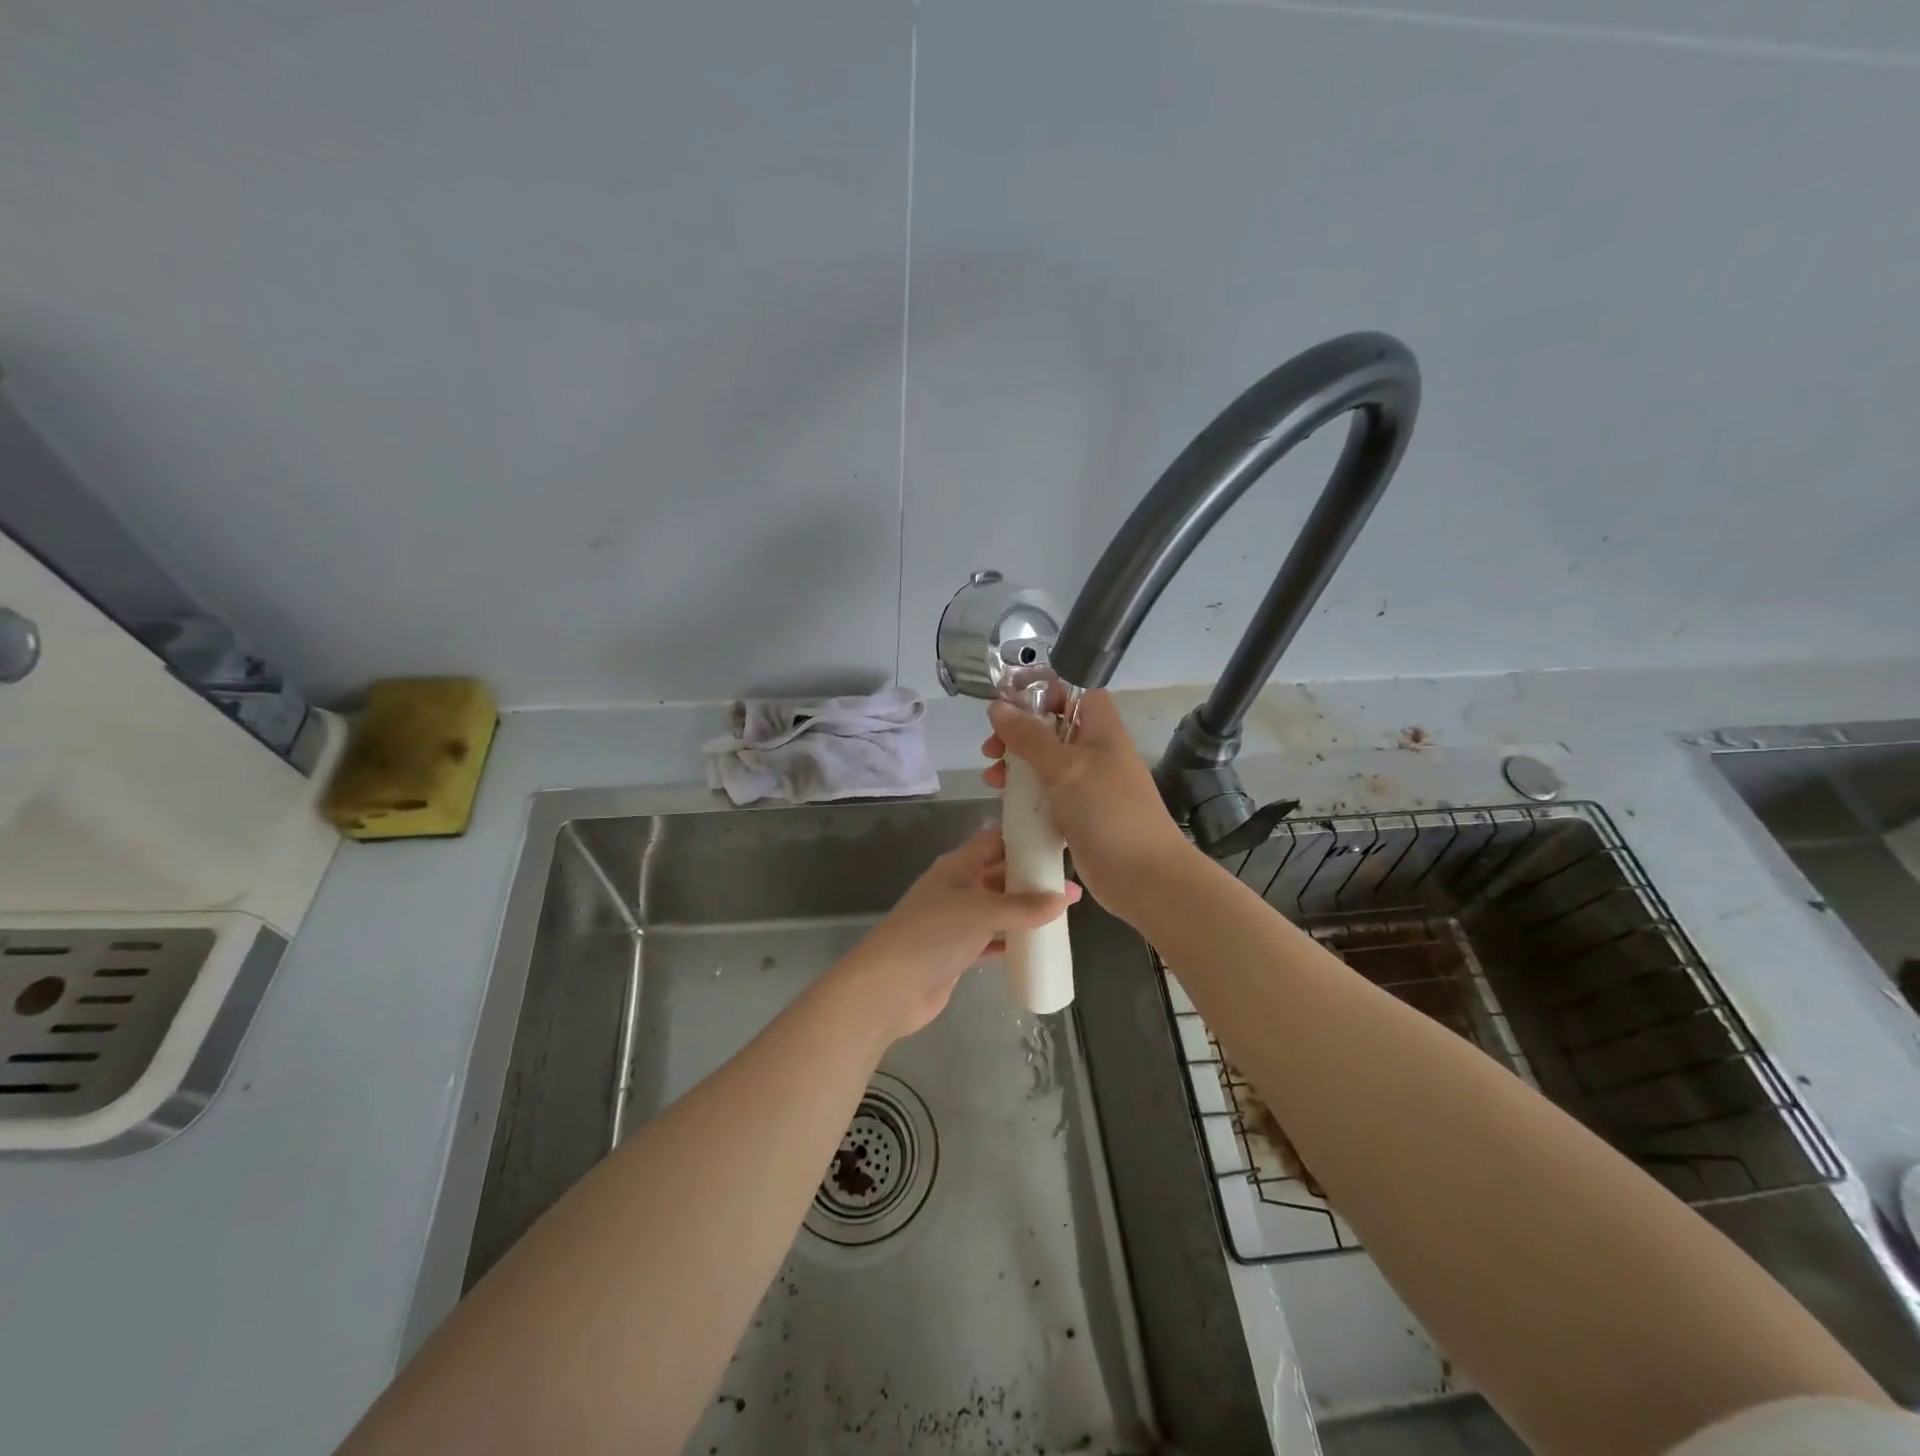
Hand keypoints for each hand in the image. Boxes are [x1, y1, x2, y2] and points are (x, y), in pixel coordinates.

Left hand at [841, 827, 1080, 1038]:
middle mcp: (958, 887)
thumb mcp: (982, 912)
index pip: (996, 840)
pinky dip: (1014, 940)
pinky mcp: (958, 951)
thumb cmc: (934, 935)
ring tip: (1065, 913)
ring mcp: (957, 921)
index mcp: (958, 866)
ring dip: (1026, 910)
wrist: (890, 987)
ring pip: (999, 908)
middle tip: (1071, 881)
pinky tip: (1040, 944)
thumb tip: (1066, 897)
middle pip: (1000, 874)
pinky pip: (993, 938)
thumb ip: (1025, 906)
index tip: (1057, 837)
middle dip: (1032, 877)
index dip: (1024, 837)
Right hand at [983, 689, 1192, 914]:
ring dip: (1015, 765)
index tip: (1007, 702)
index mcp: (1100, 728)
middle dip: (1017, 733)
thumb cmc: (1108, 811)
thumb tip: (997, 706)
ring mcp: (1087, 784)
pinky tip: (1004, 801)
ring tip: (992, 779)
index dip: (1041, 691)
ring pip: (1044, 762)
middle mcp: (1094, 751)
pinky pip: (1046, 793)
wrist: (1143, 876)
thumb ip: (1029, 736)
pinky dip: (1025, 793)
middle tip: (991, 748)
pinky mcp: (1078, 813)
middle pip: (1051, 727)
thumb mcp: (1065, 767)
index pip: (1072, 691)